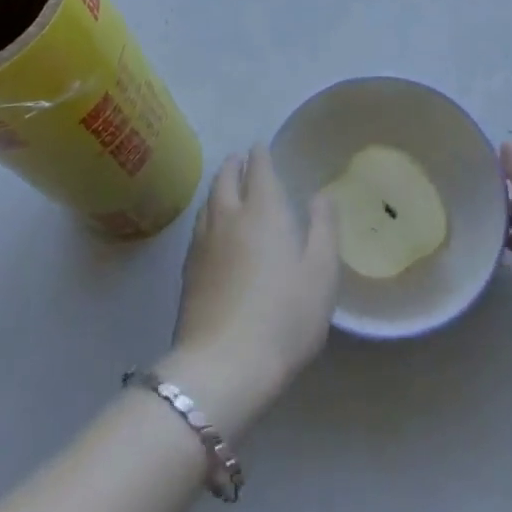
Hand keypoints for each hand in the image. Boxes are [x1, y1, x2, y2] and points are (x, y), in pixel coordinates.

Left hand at [164, 146, 338, 431]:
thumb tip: (320, 195)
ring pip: (208, 201)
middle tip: (241, 159)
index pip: (259, 169)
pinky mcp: (188, 271)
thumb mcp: (321, 273)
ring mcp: (203, 243)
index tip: (261, 146)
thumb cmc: (284, 316)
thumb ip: (323, 229)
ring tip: (225, 185)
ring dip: (218, 186)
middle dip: (235, 165)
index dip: (260, 155)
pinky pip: (199, 226)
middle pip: (226, 179)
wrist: (224, 366)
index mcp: (263, 211)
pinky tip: (211, 227)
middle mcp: (229, 217)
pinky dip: (208, 213)